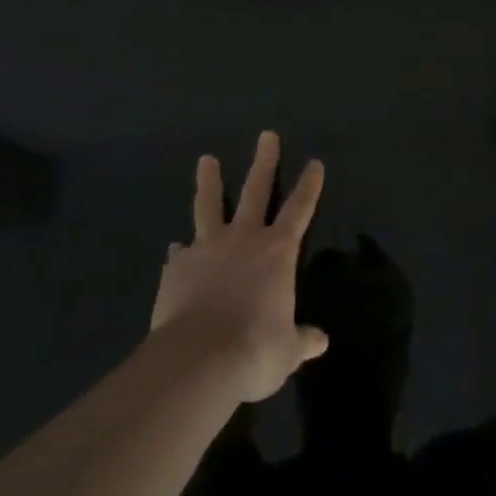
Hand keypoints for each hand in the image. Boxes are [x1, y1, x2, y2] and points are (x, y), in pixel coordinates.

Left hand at [151, 131, 328, 402]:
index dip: (309, 186)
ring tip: (206, 161)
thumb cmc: (254, 351)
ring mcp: (207, 248)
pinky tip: (175, 252)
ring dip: (209, 182)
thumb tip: (320, 341)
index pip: (300, 210)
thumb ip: (301, 340)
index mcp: (277, 252)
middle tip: (266, 135)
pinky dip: (180, 252)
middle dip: (264, 162)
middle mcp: (244, 239)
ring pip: (209, 205)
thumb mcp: (286, 351)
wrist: (198, 360)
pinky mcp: (176, 267)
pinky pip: (180, 254)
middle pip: (256, 190)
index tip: (314, 162)